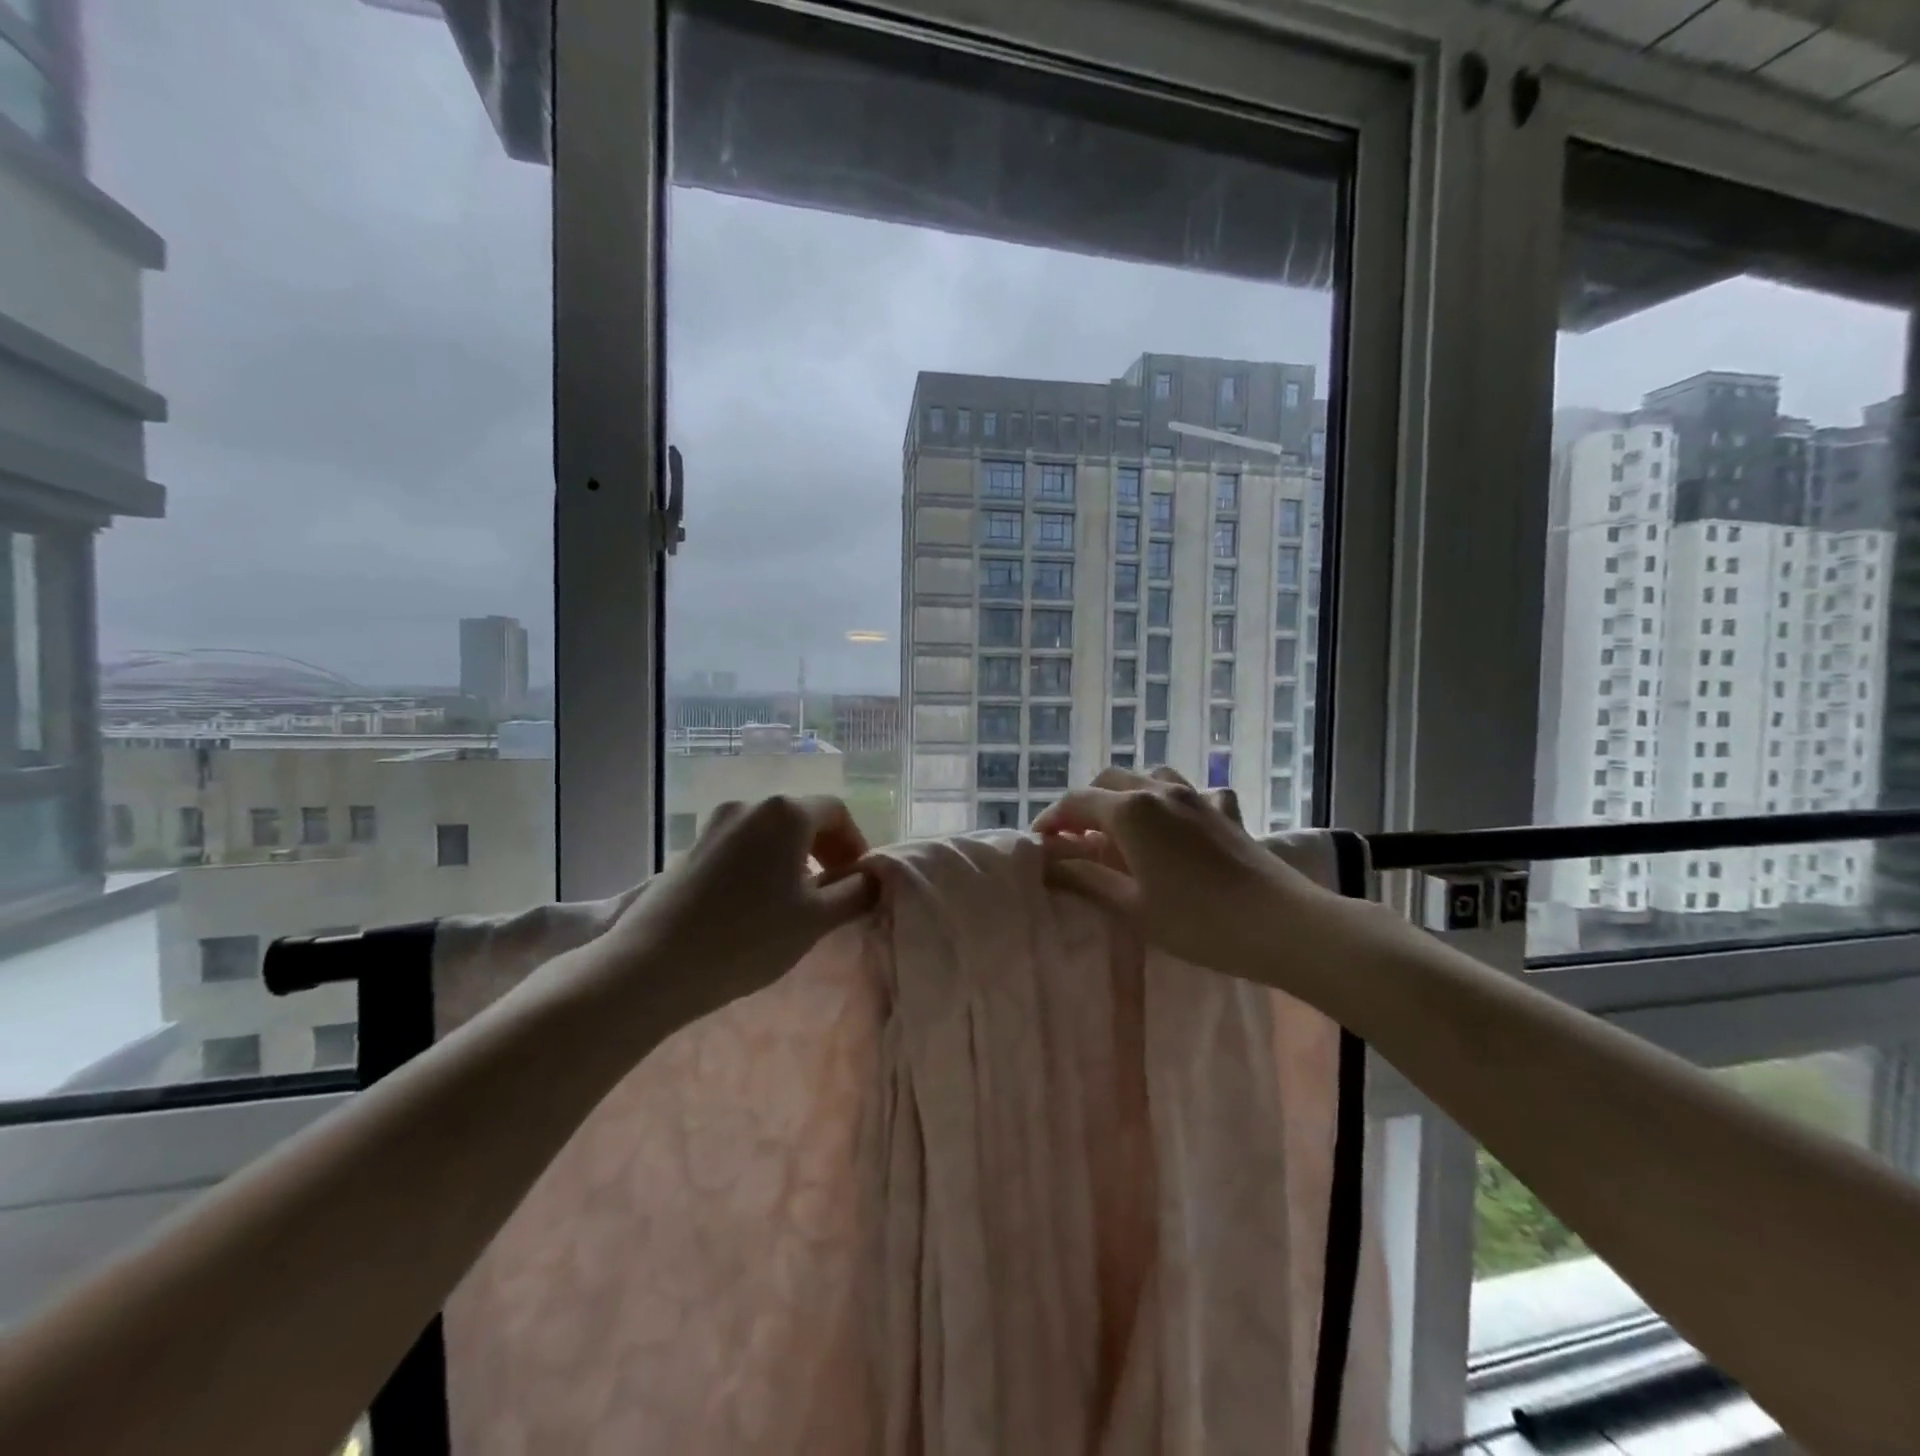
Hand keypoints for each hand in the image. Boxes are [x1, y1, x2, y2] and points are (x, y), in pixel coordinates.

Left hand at [595, 795, 877, 1024]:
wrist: (653, 965)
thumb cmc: (748, 938)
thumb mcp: (814, 920)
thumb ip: (853, 893)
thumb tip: (872, 878)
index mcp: (786, 813)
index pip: (836, 811)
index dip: (855, 843)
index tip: (859, 879)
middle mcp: (750, 806)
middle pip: (801, 817)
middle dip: (825, 849)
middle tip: (833, 890)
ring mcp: (714, 825)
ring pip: (769, 832)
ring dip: (792, 857)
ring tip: (795, 900)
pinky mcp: (690, 848)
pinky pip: (741, 846)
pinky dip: (761, 864)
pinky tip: (755, 903)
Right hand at [1037, 766, 1333, 983]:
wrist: (1281, 924)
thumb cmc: (1197, 921)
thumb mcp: (1132, 906)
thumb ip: (1086, 878)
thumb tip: (1048, 864)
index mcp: (1130, 811)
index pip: (1076, 802)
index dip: (1052, 820)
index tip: (1039, 843)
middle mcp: (1159, 791)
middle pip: (1109, 782)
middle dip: (1085, 804)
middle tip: (1075, 838)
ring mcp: (1197, 796)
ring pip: (1150, 777)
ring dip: (1128, 795)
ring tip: (1122, 827)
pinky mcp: (1225, 810)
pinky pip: (1192, 792)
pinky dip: (1174, 802)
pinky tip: (1180, 825)